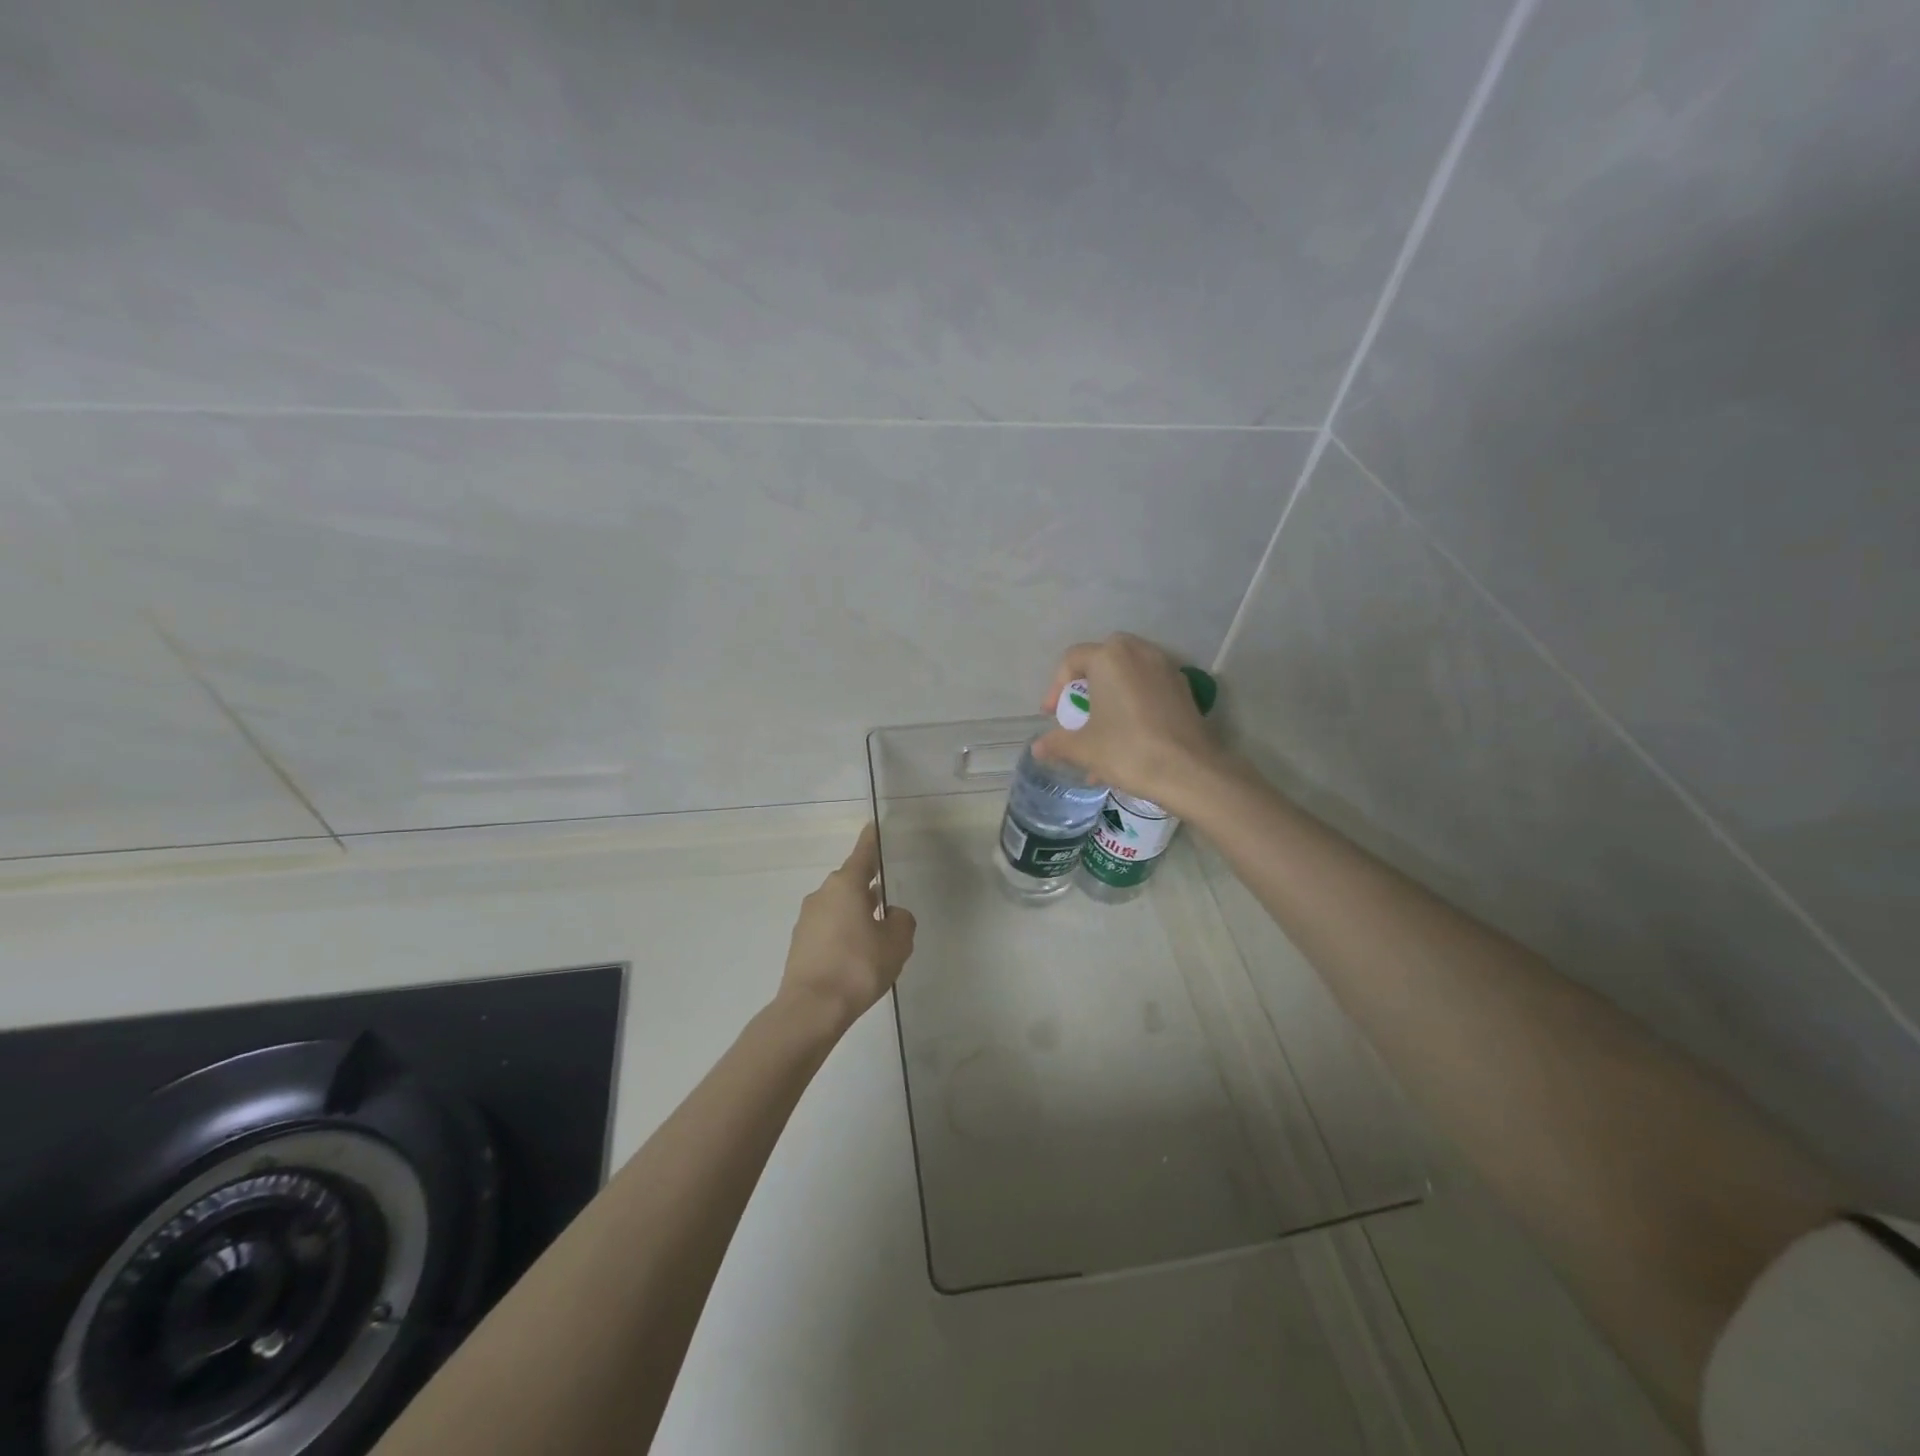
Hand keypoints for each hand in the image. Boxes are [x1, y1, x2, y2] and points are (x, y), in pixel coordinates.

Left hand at [777, 824, 916, 1033]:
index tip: (874, 826)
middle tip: (889, 898)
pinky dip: (843, 933)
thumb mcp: (896, 943)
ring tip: (877, 934)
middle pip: (850, 882)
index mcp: (846, 885)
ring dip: (856, 913)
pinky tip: (857, 955)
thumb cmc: (858, 967)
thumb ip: (901, 921)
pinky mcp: (800, 943)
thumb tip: (891, 915)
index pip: (863, 853)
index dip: (872, 840)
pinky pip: (828, 928)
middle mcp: (823, 894)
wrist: (811, 1008)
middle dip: (869, 888)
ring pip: (839, 907)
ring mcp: (807, 919)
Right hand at [1032, 633, 1230, 815]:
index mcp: (1109, 658)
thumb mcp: (1084, 749)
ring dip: (1112, 695)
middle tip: (1080, 712)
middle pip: (1103, 658)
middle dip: (1087, 684)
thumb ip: (1057, 742)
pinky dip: (1134, 703)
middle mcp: (1138, 653)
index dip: (1056, 687)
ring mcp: (1166, 669)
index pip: (1072, 659)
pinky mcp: (1184, 689)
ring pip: (1129, 673)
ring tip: (1103, 731)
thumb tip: (1037, 747)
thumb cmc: (1128, 751)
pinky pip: (1149, 687)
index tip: (1052, 716)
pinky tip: (1130, 737)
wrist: (1189, 771)